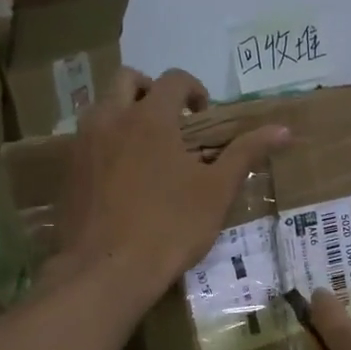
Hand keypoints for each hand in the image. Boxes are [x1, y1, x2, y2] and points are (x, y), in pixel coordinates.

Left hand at [56, 68, 290, 301]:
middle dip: (152, 91)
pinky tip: (121, 177)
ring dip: (124, 113)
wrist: (106, 270)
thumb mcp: (216, 191)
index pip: (174, 79)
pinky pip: (86, 139)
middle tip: (172, 123)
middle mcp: (111, 118)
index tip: (204, 116)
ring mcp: (83, 143)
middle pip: (128, 79)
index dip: (194, 89)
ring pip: (102, 107)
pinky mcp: (67, 170)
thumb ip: (246, 153)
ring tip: (146, 148)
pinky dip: (106, 142)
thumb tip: (283, 129)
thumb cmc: (169, 227)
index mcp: (150, 117)